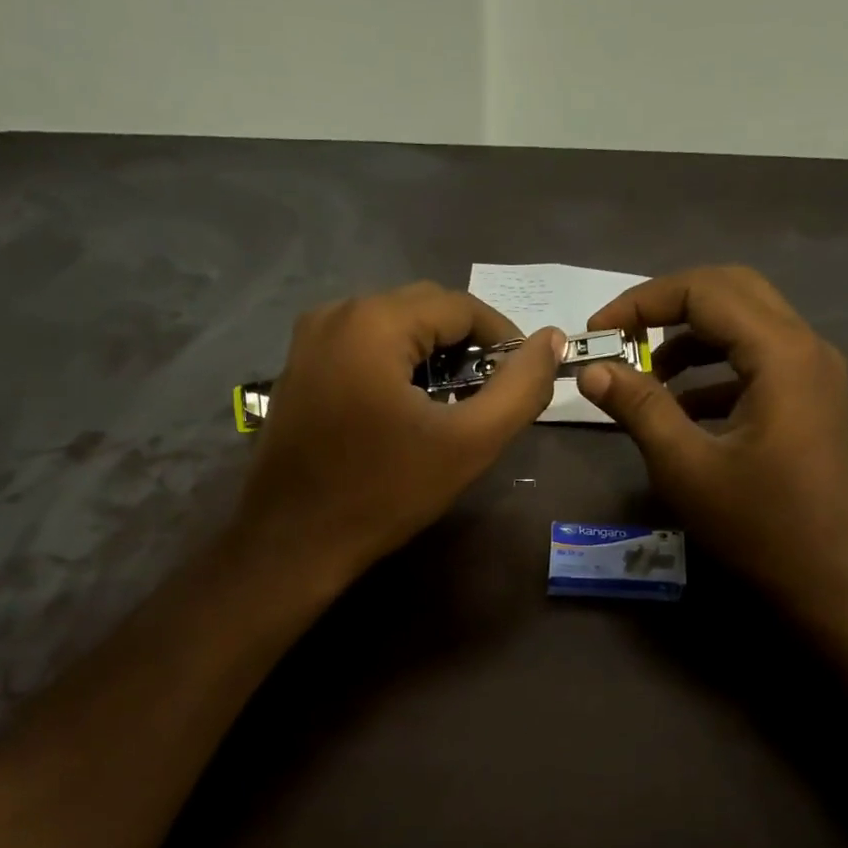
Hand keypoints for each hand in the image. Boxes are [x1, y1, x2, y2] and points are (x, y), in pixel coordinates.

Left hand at [237, 281, 563, 584]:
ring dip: (432, 359)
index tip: (523, 382)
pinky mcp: (298, 369)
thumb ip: (520, 388)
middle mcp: (335, 313)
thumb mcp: (468, 443)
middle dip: (467, 348)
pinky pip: (362, 350)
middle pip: (424, 310)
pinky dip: (396, 368)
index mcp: (373, 320)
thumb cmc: (385, 491)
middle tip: (489, 399)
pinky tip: (407, 413)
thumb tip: (553, 341)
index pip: (461, 306)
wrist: (294, 542)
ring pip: (393, 329)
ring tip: (452, 409)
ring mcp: (308, 340)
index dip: (504, 339)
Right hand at [577, 265, 847, 612]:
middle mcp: (807, 348)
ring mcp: (816, 374)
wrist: (825, 581)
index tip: (597, 333)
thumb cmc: (756, 526)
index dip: (643, 302)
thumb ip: (639, 407)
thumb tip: (592, 369)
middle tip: (621, 338)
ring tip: (646, 376)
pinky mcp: (813, 400)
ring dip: (692, 338)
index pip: (705, 291)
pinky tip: (682, 408)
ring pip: (747, 325)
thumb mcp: (685, 467)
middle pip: (732, 292)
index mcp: (782, 354)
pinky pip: (759, 362)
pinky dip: (716, 370)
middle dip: (668, 306)